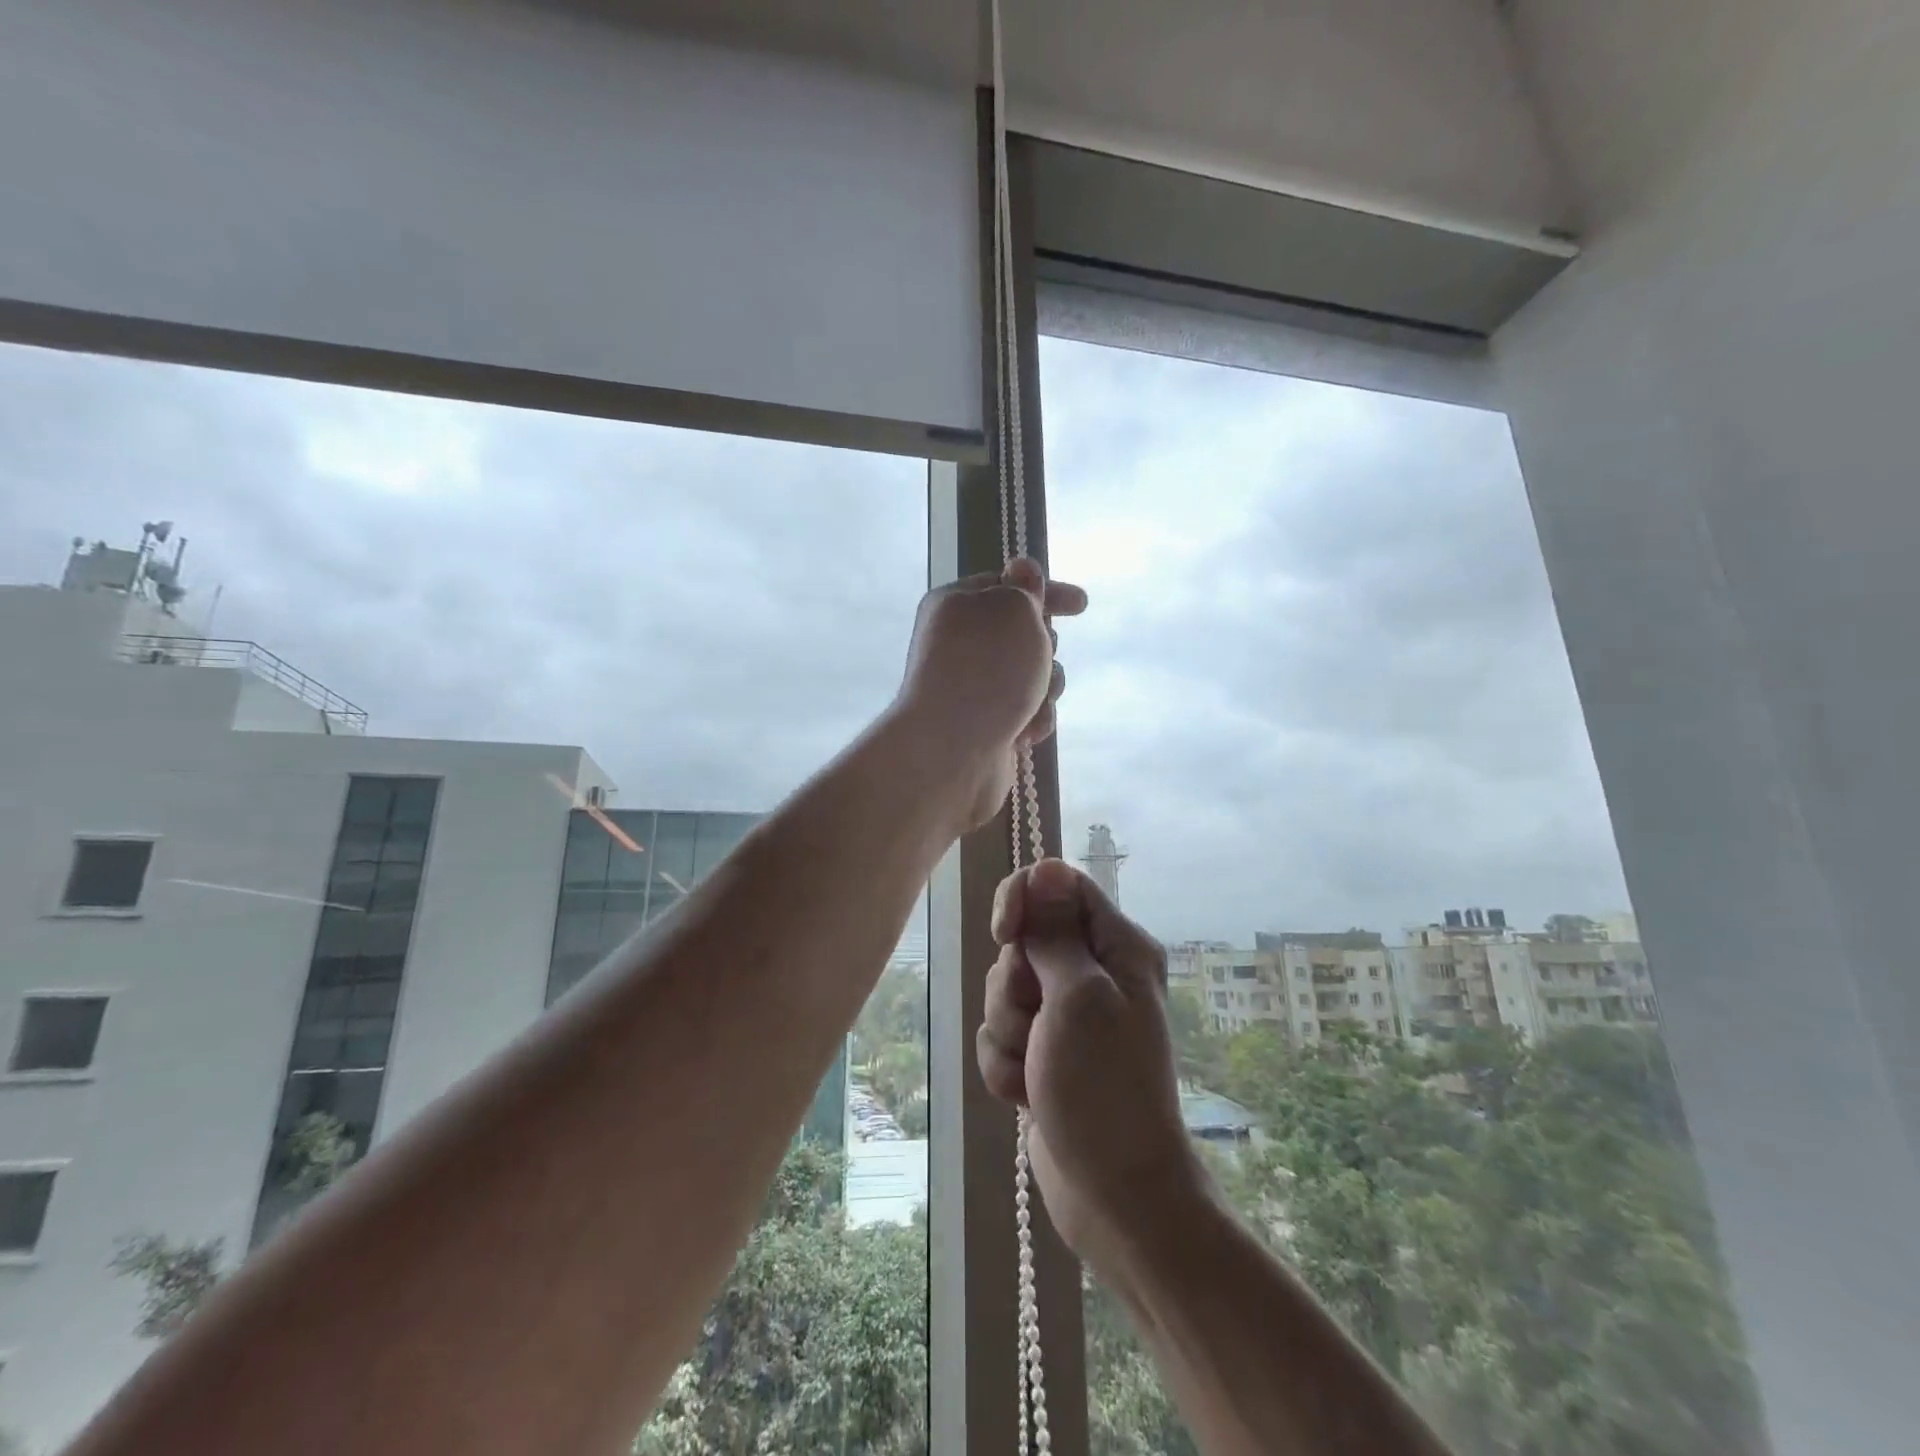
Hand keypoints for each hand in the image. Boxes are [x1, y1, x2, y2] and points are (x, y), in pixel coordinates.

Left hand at [892, 559, 1085, 830]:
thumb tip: (1023, 570)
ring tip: (1031, 703)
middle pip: (1025, 633)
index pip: (1007, 585)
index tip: (1081, 605)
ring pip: (1034, 675)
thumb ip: (1026, 589)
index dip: (1045, 591)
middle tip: (1038, 658)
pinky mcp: (987, 723)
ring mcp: (973, 686)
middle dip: (1045, 647)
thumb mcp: (1015, 611)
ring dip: (1046, 687)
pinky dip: (1033, 719)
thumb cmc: (986, 670)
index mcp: (956, 605)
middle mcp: (961, 643)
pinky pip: (1027, 711)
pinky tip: (1022, 733)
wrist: (951, 751)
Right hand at [975, 859, 1208, 1274]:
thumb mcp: (1078, 998)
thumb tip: (1046, 867)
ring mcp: (1066, 1016)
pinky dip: (1004, 1064)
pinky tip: (1026, 1095)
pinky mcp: (1043, 1052)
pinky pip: (1000, 1035)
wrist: (1115, 1196)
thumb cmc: (1104, 1089)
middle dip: (1013, 985)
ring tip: (1035, 1069)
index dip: (1023, 900)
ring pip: (1004, 991)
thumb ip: (1055, 932)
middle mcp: (1093, 972)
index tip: (1006, 935)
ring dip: (1006, 1032)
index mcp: (1117, 946)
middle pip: (1023, 941)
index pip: (1057, 884)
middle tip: (1038, 1024)